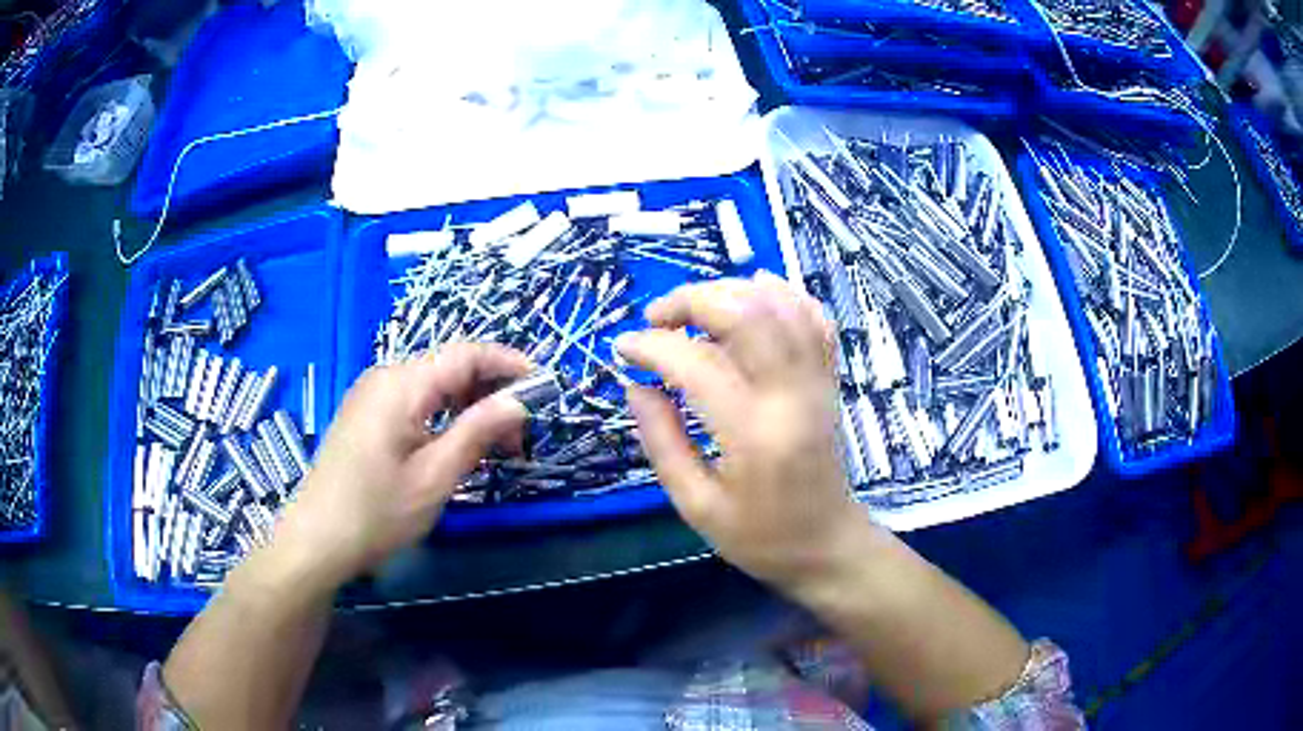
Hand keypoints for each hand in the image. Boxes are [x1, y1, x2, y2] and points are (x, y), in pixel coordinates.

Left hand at [272, 344, 531, 588]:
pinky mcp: (364, 415)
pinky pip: (413, 401)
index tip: (544, 386)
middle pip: (449, 367)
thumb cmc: (377, 512)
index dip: (508, 363)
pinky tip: (456, 444)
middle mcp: (384, 377)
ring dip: (468, 405)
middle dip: (491, 390)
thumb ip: (477, 432)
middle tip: (521, 433)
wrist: (318, 539)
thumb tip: (517, 402)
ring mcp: (370, 395)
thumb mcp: (435, 477)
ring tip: (495, 444)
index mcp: (401, 384)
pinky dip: (443, 415)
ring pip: (432, 385)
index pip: (466, 354)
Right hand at [615, 272, 871, 596]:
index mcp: (753, 435)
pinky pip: (813, 318)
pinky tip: (754, 293)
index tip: (622, 349)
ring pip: (781, 305)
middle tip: (656, 318)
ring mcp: (817, 382)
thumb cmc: (760, 537)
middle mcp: (791, 396)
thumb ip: (661, 442)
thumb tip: (635, 385)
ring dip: (731, 291)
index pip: (696, 364)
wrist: (827, 545)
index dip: (651, 346)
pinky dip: (782, 294)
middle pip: (747, 314)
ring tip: (695, 309)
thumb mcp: (695, 505)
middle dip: (692, 300)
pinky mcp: (829, 380)